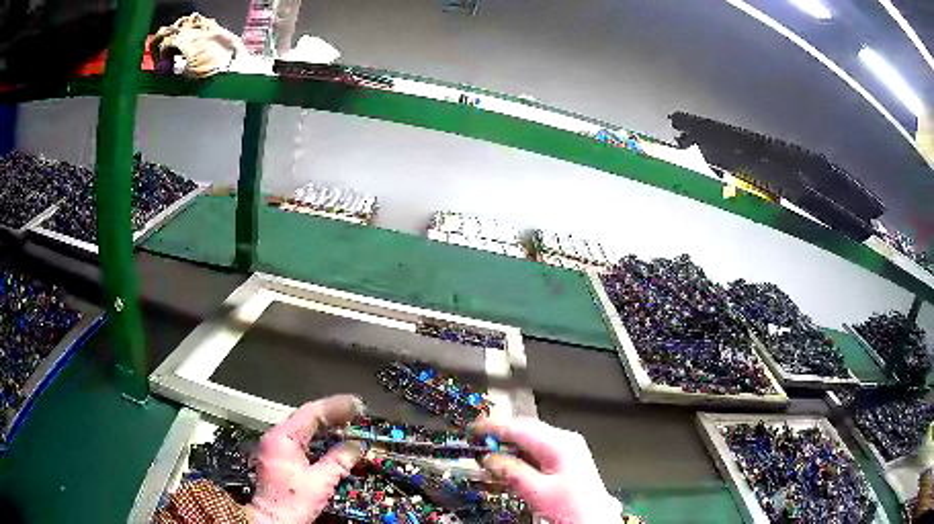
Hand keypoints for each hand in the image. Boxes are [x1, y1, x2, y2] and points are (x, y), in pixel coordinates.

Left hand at [246, 395, 365, 523]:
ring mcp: (275, 446)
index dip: (336, 407)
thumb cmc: (292, 503)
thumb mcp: (320, 482)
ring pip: (304, 428)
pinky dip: (317, 438)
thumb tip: (355, 447)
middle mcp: (276, 437)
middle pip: (307, 418)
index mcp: (283, 438)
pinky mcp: (278, 457)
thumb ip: (338, 461)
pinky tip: (331, 442)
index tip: (355, 405)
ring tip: (348, 425)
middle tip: (356, 413)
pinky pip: (300, 440)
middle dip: (332, 415)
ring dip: (326, 426)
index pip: (311, 412)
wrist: (273, 519)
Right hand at [473, 417, 623, 523]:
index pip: (520, 428)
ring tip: (490, 450)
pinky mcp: (566, 459)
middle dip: (501, 434)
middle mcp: (566, 441)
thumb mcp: (537, 491)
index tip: (475, 428)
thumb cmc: (573, 507)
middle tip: (478, 438)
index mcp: (560, 443)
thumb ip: (511, 472)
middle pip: (527, 429)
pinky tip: (510, 461)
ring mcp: (568, 449)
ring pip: (532, 439)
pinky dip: (521, 453)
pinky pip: (538, 449)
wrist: (594, 518)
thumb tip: (490, 458)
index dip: (494, 427)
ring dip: (511, 444)